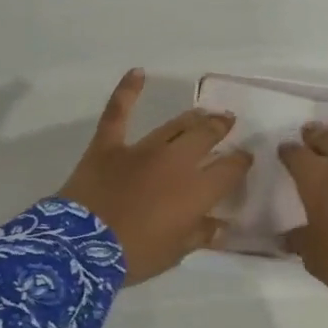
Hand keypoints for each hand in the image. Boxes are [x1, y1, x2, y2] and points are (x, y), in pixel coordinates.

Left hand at [56, 69, 253, 284]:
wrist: (81, 247)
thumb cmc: (134, 255)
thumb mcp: (174, 253)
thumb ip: (200, 236)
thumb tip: (220, 227)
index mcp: (196, 191)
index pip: (229, 169)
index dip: (241, 162)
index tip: (246, 158)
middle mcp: (176, 162)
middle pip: (206, 137)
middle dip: (220, 128)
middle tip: (228, 122)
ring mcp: (141, 149)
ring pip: (174, 125)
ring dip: (193, 117)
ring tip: (204, 112)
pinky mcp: (109, 145)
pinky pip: (118, 112)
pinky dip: (127, 91)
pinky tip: (138, 72)